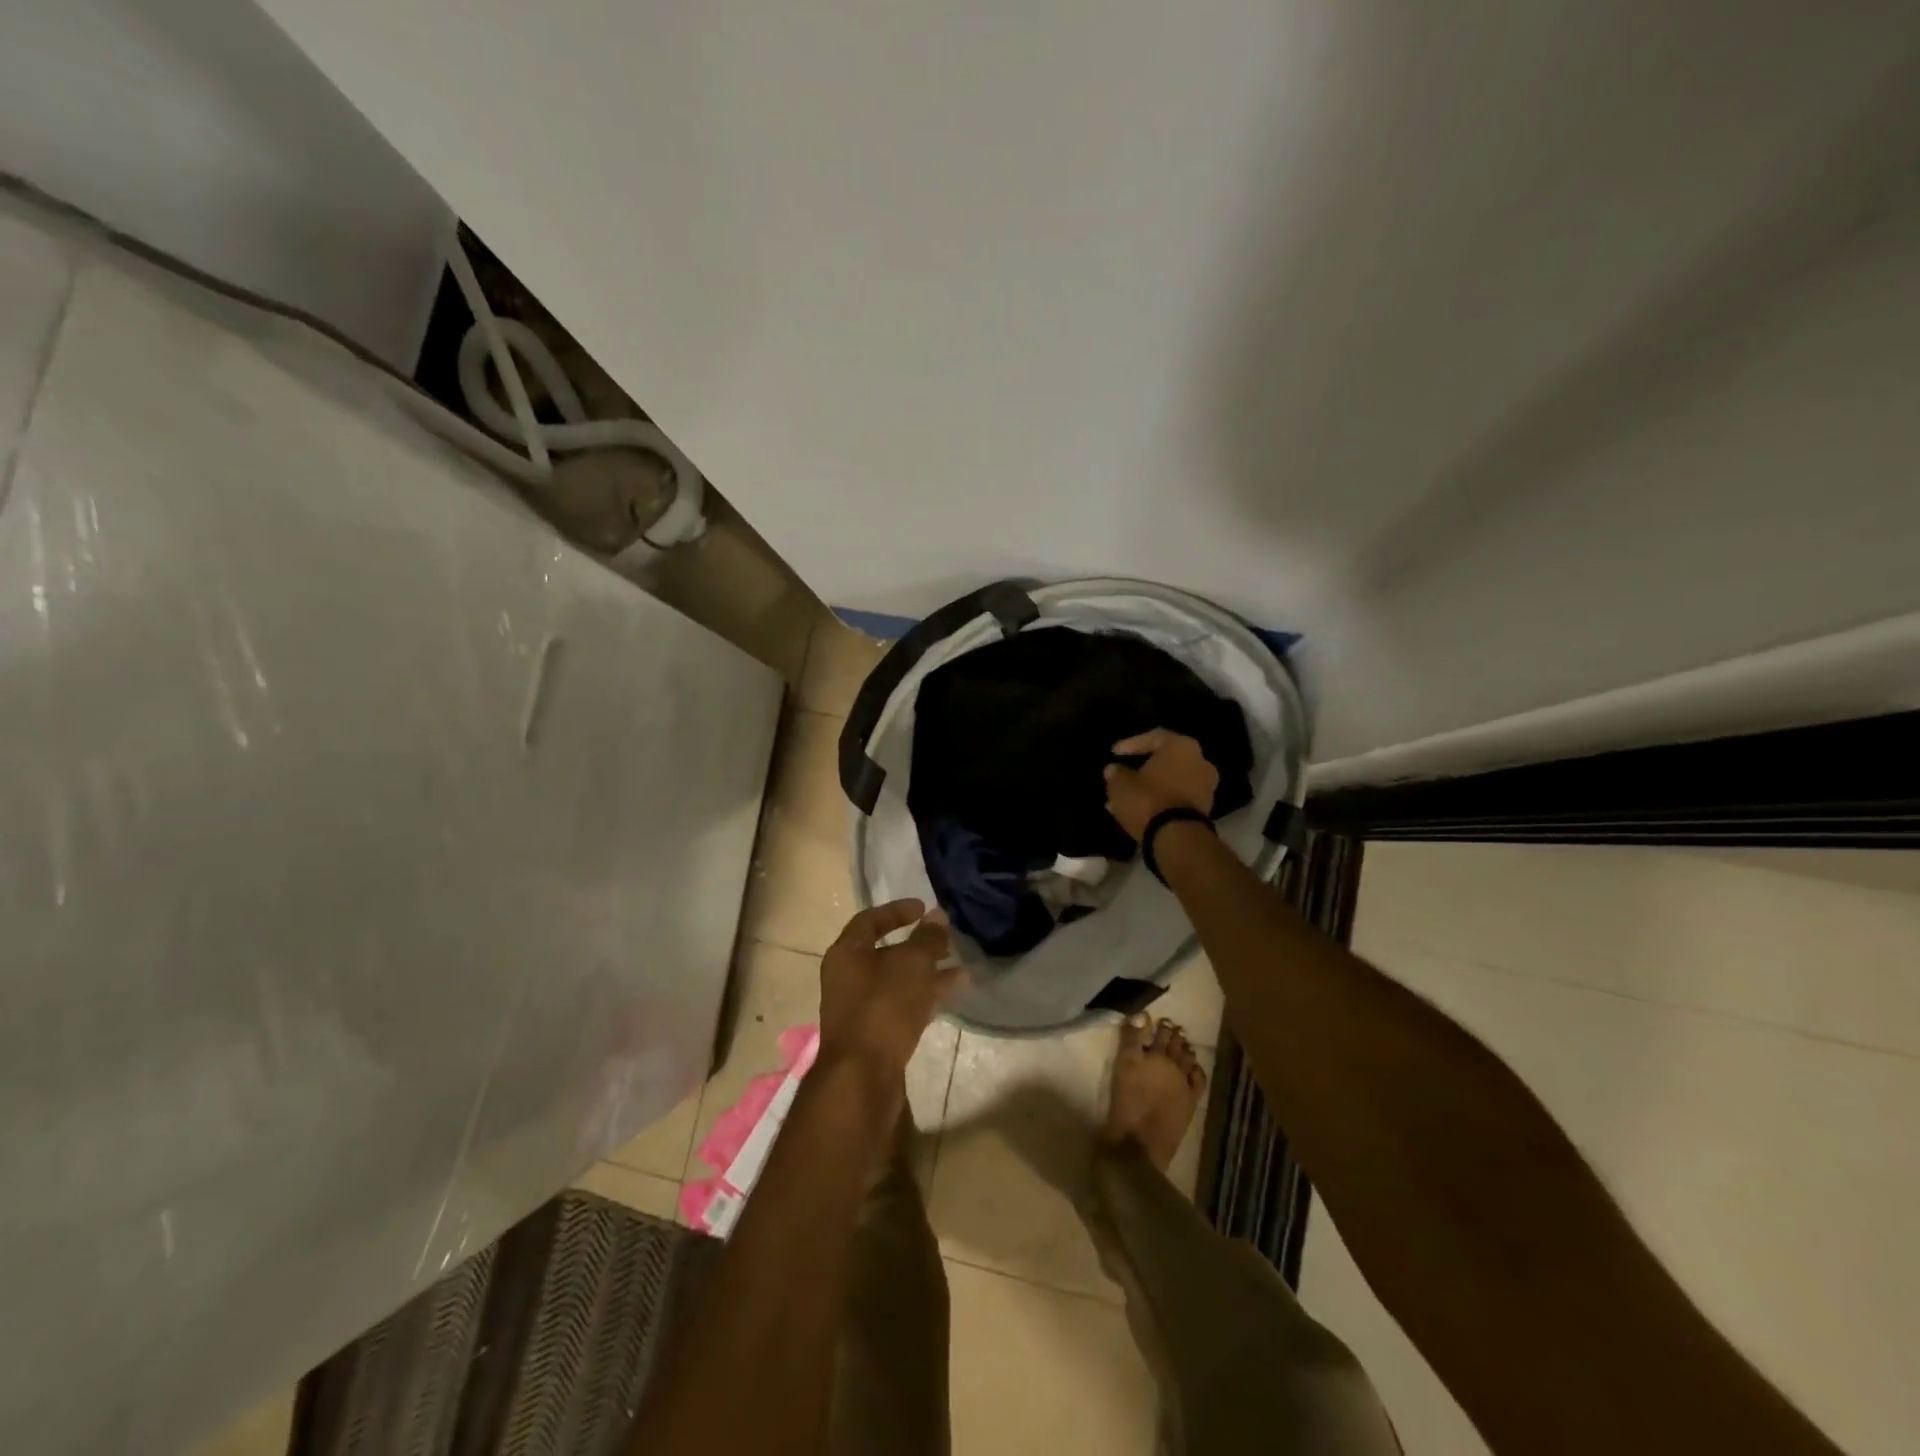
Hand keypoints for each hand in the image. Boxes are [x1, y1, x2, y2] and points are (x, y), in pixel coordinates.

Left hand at [819, 899, 961, 1078]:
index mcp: (846, 954)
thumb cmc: (883, 1007)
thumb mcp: (911, 964)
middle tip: (946, 939)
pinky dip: (925, 995)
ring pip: (897, 981)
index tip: (924, 908)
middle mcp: (848, 978)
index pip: (869, 920)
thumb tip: (937, 916)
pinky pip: (902, 1005)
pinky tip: (953, 992)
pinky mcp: (875, 1035)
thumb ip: (927, 938)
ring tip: (960, 966)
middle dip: (918, 944)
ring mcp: (860, 1008)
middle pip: (885, 952)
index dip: (897, 911)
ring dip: (927, 972)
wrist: (863, 1077)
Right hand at [1103, 729, 1219, 841]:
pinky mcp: (1205, 809)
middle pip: (1166, 760)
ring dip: (1151, 787)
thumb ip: (1116, 773)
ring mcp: (1206, 786)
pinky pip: (1178, 797)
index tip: (1114, 753)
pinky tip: (1141, 810)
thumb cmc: (1148, 800)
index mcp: (1181, 746)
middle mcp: (1200, 761)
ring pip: (1172, 781)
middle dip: (1142, 768)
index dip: (1131, 744)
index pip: (1153, 737)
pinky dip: (1161, 800)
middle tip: (1123, 775)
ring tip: (1127, 797)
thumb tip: (1113, 770)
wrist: (1177, 838)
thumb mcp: (1121, 784)